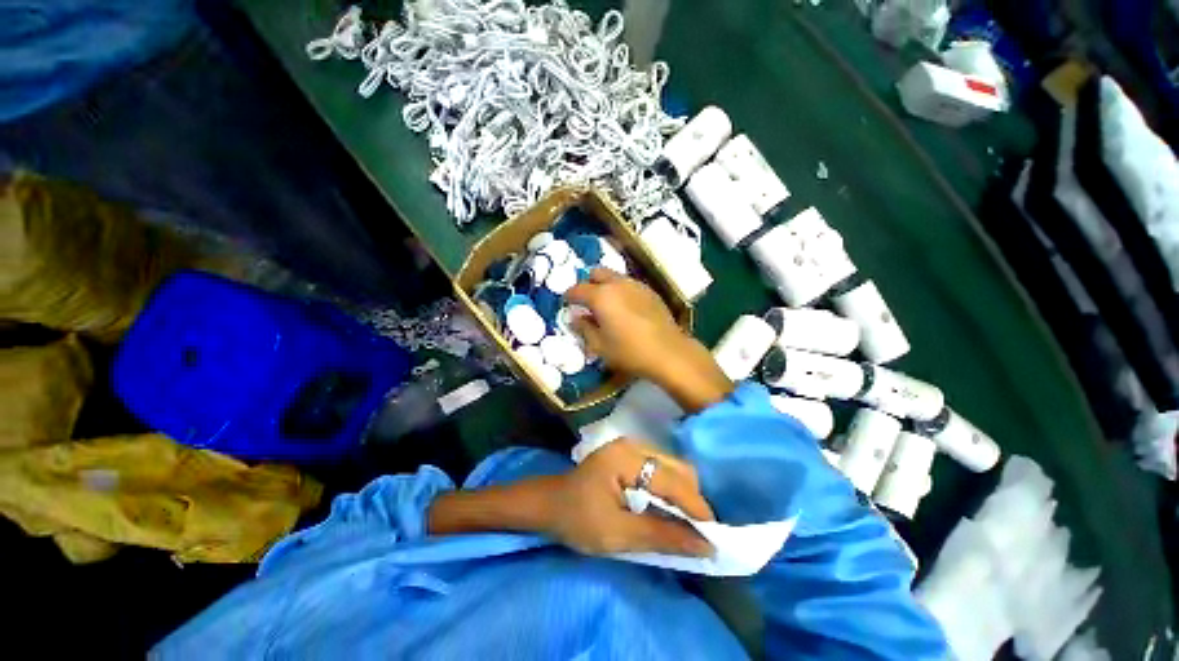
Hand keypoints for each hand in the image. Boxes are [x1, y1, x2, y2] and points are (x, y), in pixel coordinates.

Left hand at [546, 439, 713, 556]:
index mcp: (627, 458)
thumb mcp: (617, 534)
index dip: (697, 508)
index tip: (714, 538)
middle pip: (678, 469)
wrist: (551, 504)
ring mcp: (632, 447)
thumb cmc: (578, 519)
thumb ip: (661, 536)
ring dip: (683, 497)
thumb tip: (705, 546)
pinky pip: (662, 470)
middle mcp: (634, 445)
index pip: (673, 480)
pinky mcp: (631, 455)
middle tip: (698, 535)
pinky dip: (671, 491)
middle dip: (692, 502)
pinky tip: (669, 511)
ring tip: (686, 526)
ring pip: (673, 469)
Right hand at [565, 268, 693, 379]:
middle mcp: (617, 284)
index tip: (567, 304)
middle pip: (596, 273)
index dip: (569, 296)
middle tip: (588, 302)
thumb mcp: (599, 346)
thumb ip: (583, 328)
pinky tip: (626, 309)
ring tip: (607, 306)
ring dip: (605, 286)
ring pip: (614, 277)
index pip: (577, 289)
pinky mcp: (650, 291)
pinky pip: (629, 284)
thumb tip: (575, 317)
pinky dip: (621, 291)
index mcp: (601, 296)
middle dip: (588, 284)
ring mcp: (636, 285)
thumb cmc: (629, 351)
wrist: (668, 352)